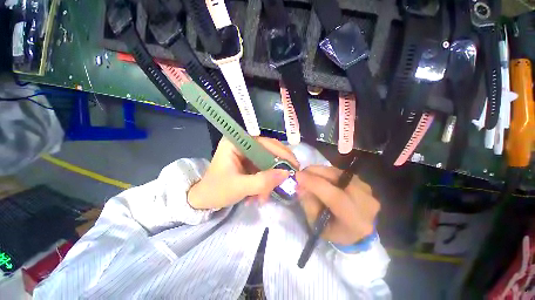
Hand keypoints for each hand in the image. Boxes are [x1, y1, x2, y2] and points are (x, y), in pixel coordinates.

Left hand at [188, 137, 298, 209]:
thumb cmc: (216, 190)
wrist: (203, 200)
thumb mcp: (240, 187)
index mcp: (236, 142)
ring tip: (263, 198)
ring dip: (269, 180)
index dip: (282, 152)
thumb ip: (263, 181)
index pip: (265, 142)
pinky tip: (258, 196)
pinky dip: (264, 182)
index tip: (295, 165)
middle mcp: (242, 144)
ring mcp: (246, 153)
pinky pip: (262, 169)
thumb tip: (286, 174)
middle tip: (287, 181)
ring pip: (267, 162)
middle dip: (275, 169)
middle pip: (268, 151)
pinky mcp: (248, 162)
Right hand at [296, 166, 379, 244]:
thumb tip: (300, 185)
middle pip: (338, 180)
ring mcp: (368, 191)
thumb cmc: (334, 231)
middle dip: (316, 173)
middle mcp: (367, 204)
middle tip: (301, 172)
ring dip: (321, 171)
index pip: (335, 197)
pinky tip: (320, 176)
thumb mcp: (317, 223)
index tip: (297, 176)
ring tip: (309, 174)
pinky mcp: (364, 183)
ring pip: (339, 173)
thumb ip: (308, 203)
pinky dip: (328, 172)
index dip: (314, 184)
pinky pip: (342, 173)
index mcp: (355, 221)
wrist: (357, 231)